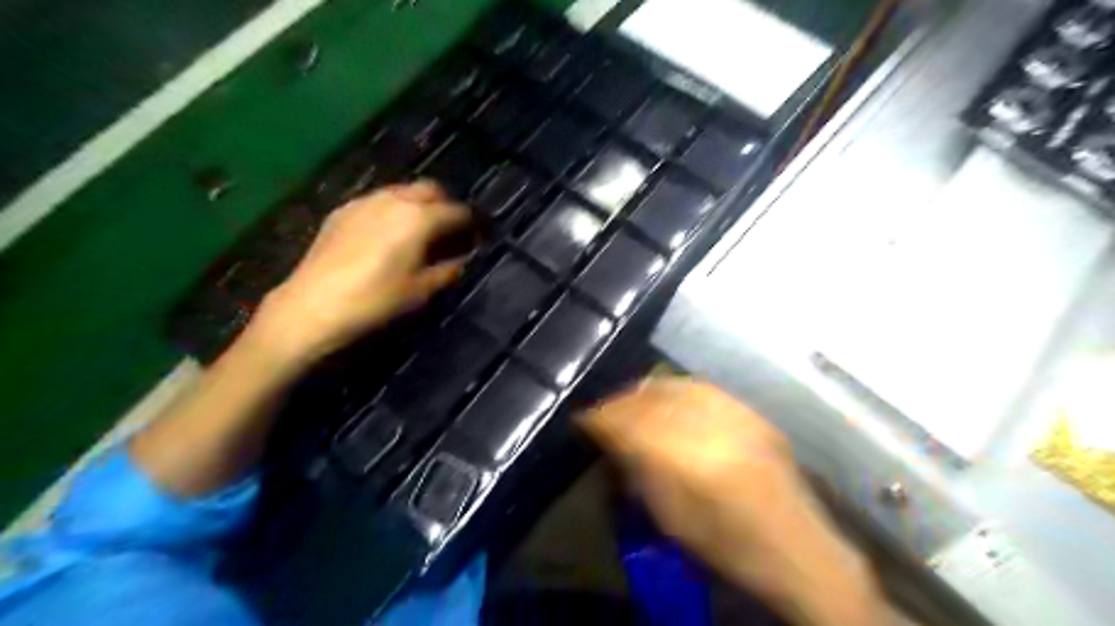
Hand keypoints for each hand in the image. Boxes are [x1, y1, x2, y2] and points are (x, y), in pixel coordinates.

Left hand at [246, 181, 470, 362]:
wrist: (313, 305)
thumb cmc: (375, 300)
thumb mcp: (420, 290)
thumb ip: (448, 270)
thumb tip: (463, 259)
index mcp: (418, 218)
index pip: (457, 211)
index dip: (472, 223)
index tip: (477, 236)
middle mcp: (394, 200)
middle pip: (430, 189)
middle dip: (445, 204)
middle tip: (450, 229)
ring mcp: (365, 201)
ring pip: (402, 191)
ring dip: (418, 204)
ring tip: (420, 230)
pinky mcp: (343, 210)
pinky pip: (378, 200)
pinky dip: (392, 209)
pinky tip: (387, 233)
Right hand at [585, 376, 890, 625]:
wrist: (798, 550)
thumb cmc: (727, 547)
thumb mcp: (670, 518)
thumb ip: (638, 473)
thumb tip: (611, 441)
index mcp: (686, 463)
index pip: (630, 425)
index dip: (601, 418)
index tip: (583, 419)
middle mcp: (710, 428)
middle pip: (650, 399)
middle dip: (620, 401)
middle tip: (604, 411)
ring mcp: (734, 415)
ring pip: (675, 386)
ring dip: (646, 392)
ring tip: (631, 400)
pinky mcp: (750, 412)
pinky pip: (702, 388)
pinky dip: (676, 390)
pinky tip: (667, 396)